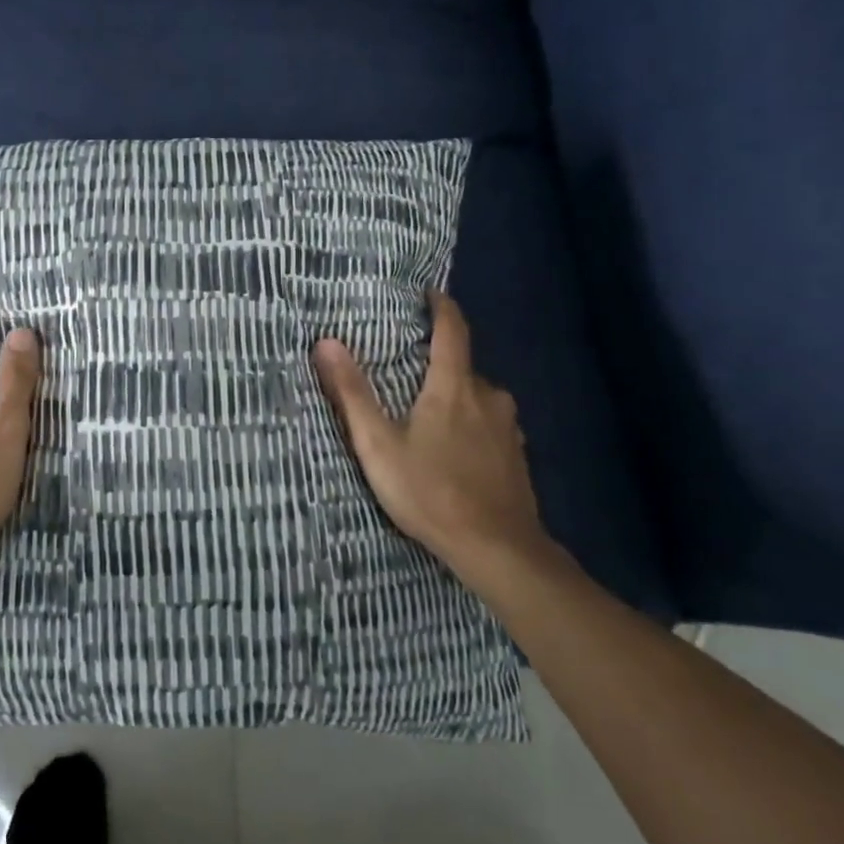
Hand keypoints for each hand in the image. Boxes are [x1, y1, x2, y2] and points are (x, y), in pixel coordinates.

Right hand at [312, 290, 557, 587]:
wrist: (498, 550)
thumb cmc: (430, 491)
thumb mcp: (378, 444)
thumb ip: (352, 393)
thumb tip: (326, 342)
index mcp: (454, 386)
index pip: (453, 329)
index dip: (440, 306)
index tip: (426, 293)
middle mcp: (488, 396)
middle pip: (462, 365)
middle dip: (436, 362)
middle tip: (405, 372)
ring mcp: (508, 428)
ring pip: (477, 397)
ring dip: (454, 396)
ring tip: (425, 414)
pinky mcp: (517, 456)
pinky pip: (490, 424)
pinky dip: (470, 424)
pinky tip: (454, 450)